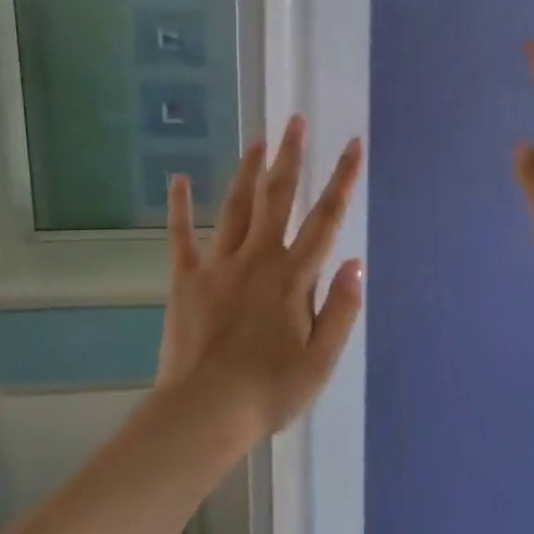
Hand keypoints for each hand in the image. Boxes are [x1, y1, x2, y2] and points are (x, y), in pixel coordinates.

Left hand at [156, 118, 364, 441]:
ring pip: (236, 207)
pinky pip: (183, 237)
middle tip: (296, 120)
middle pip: (278, 198)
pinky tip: (178, 180)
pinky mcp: (186, 281)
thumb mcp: (322, 359)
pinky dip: (181, 208)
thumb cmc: (270, 390)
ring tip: (258, 140)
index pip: (326, 219)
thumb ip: (341, 308)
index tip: (354, 145)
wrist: (205, 413)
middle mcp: (258, 259)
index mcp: (293, 277)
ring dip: (248, 171)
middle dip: (291, 157)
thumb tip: (355, 262)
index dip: (343, 180)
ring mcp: (218, 266)